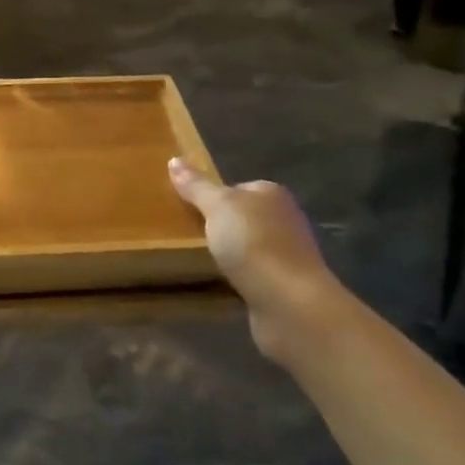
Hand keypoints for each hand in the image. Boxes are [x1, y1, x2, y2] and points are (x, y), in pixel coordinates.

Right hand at [168, 159, 349, 363]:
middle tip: (186, 235)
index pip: (237, 187)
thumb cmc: (253, 244)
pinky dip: (236, 279)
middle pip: (242, 217)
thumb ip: (196, 186)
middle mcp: (284, 220)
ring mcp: (286, 255)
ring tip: (196, 260)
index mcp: (272, 194)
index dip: (213, 196)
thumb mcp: (217, 207)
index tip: (187, 209)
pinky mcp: (283, 287)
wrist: (290, 304)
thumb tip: (174, 159)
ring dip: (228, 255)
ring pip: (247, 248)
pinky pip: (251, 275)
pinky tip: (218, 284)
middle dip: (219, 227)